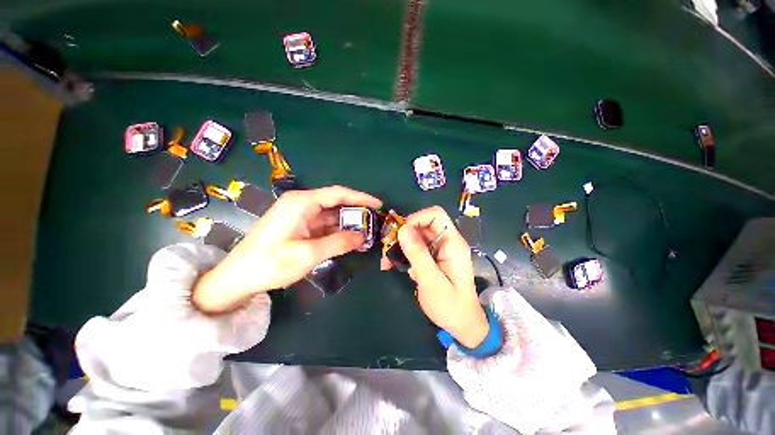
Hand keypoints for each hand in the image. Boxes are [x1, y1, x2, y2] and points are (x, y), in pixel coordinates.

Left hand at [193, 186, 381, 313]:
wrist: (237, 278)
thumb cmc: (270, 263)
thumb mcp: (308, 254)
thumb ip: (338, 243)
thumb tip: (362, 237)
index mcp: (302, 203)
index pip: (338, 194)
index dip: (361, 198)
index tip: (378, 204)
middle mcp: (302, 204)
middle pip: (336, 204)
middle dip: (356, 213)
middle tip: (375, 222)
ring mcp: (300, 216)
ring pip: (331, 216)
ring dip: (348, 225)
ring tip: (367, 233)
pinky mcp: (299, 227)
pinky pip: (324, 226)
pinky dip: (337, 232)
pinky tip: (350, 240)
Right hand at [381, 206, 487, 347]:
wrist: (462, 325)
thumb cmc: (450, 305)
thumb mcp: (431, 280)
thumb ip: (417, 253)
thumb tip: (402, 229)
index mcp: (453, 243)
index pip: (435, 215)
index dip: (416, 218)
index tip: (401, 233)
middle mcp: (447, 242)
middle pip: (423, 225)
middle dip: (403, 234)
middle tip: (388, 248)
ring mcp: (439, 250)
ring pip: (416, 236)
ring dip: (400, 245)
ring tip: (387, 261)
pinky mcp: (433, 258)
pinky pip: (416, 248)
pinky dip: (403, 254)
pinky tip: (394, 265)